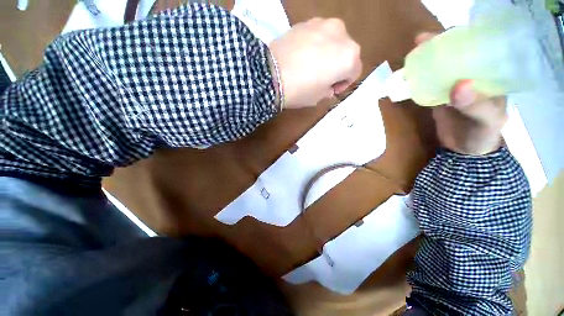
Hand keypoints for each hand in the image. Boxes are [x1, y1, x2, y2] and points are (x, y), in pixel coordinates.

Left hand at [269, 18, 361, 108]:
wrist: (271, 74)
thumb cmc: (300, 90)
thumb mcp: (319, 97)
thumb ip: (329, 90)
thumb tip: (328, 85)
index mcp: (349, 57)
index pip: (354, 71)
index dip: (343, 83)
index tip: (331, 90)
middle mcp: (342, 35)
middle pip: (346, 53)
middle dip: (337, 67)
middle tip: (322, 79)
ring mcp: (324, 24)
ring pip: (334, 42)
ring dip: (328, 54)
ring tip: (312, 67)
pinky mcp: (307, 22)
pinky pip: (319, 36)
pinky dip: (316, 46)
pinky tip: (303, 56)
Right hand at [415, 33, 507, 155]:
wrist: (464, 150)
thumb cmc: (482, 135)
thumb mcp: (485, 121)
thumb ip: (476, 105)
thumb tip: (459, 85)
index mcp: (489, 75)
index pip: (479, 48)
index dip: (464, 37)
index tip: (446, 32)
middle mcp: (471, 76)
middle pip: (455, 55)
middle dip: (438, 46)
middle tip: (421, 41)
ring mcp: (452, 85)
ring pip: (439, 68)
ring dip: (424, 61)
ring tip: (411, 54)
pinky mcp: (438, 96)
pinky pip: (427, 83)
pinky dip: (416, 79)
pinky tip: (407, 75)